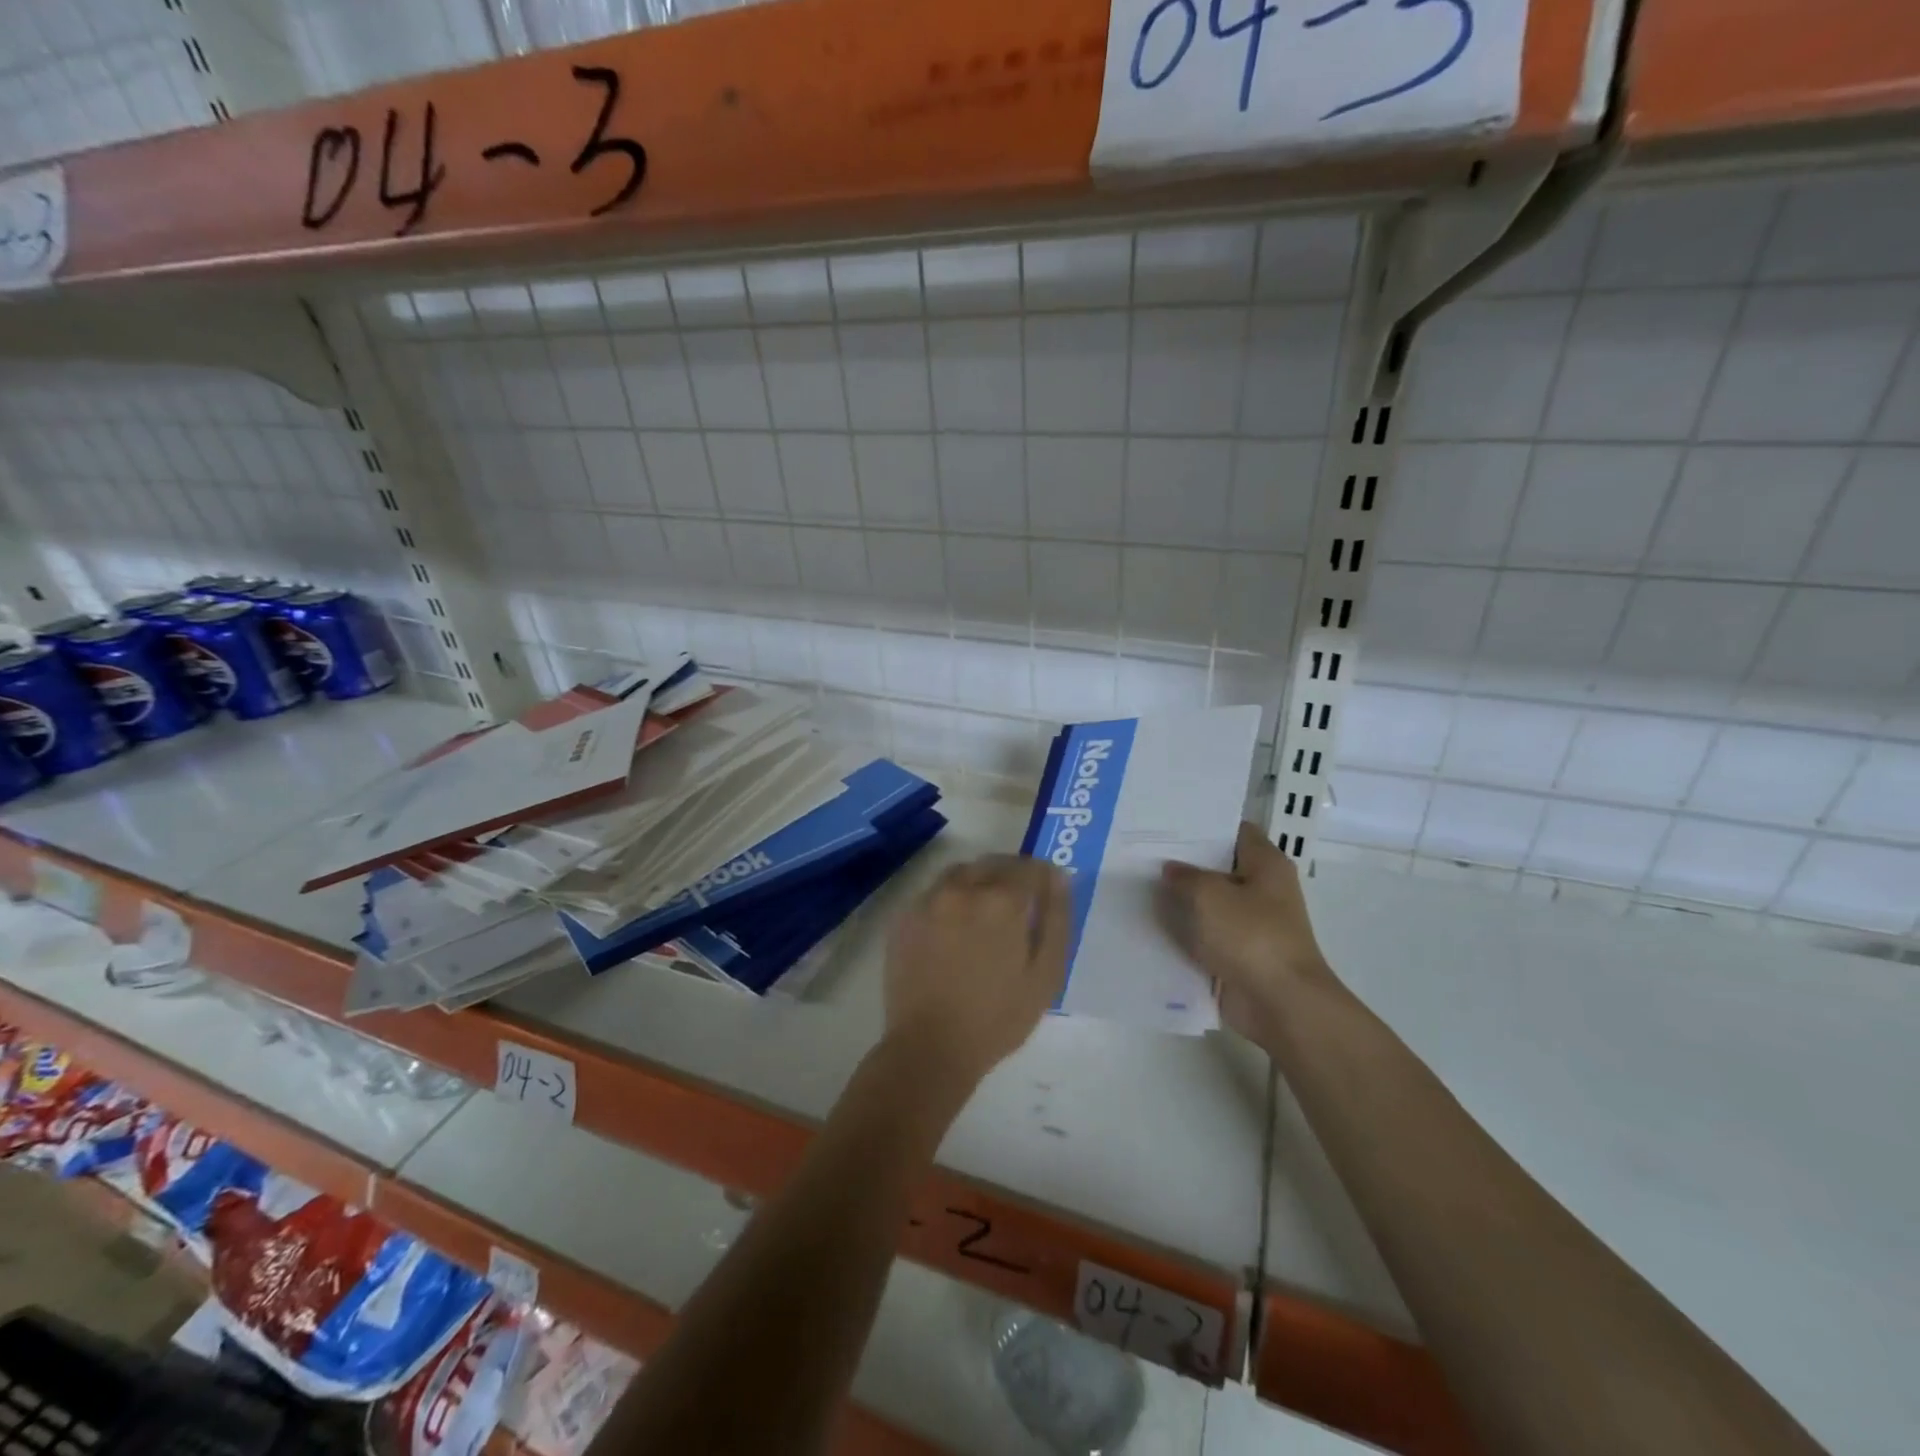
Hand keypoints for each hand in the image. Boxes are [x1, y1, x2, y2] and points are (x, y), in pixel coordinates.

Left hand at [884, 855, 1069, 1087]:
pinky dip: (950, 900)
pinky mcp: (903, 917)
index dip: (1043, 877)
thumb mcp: (1046, 974)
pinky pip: (934, 893)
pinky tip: (954, 931)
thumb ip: (1056, 919)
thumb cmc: (997, 1018)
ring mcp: (928, 900)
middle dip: (1011, 875)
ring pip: (960, 873)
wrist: (929, 1047)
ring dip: (978, 882)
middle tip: (1019, 904)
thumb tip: (1059, 877)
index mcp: (1001, 900)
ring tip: (985, 915)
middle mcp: (962, 888)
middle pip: (993, 863)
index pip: (1029, 867)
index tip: (1046, 893)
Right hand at [1158, 822, 1337, 1045]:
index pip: (1234, 831)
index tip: (1167, 823)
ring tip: (1137, 885)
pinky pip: (1205, 937)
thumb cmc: (1251, 936)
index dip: (1203, 825)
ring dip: (1180, 901)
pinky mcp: (1237, 955)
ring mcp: (1250, 925)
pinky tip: (1148, 925)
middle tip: (1142, 853)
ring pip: (1208, 904)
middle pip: (1218, 868)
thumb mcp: (1209, 895)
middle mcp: (1262, 890)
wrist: (1280, 1004)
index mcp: (1266, 864)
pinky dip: (1183, 934)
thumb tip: (1171, 870)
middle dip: (1184, 864)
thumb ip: (1184, 877)